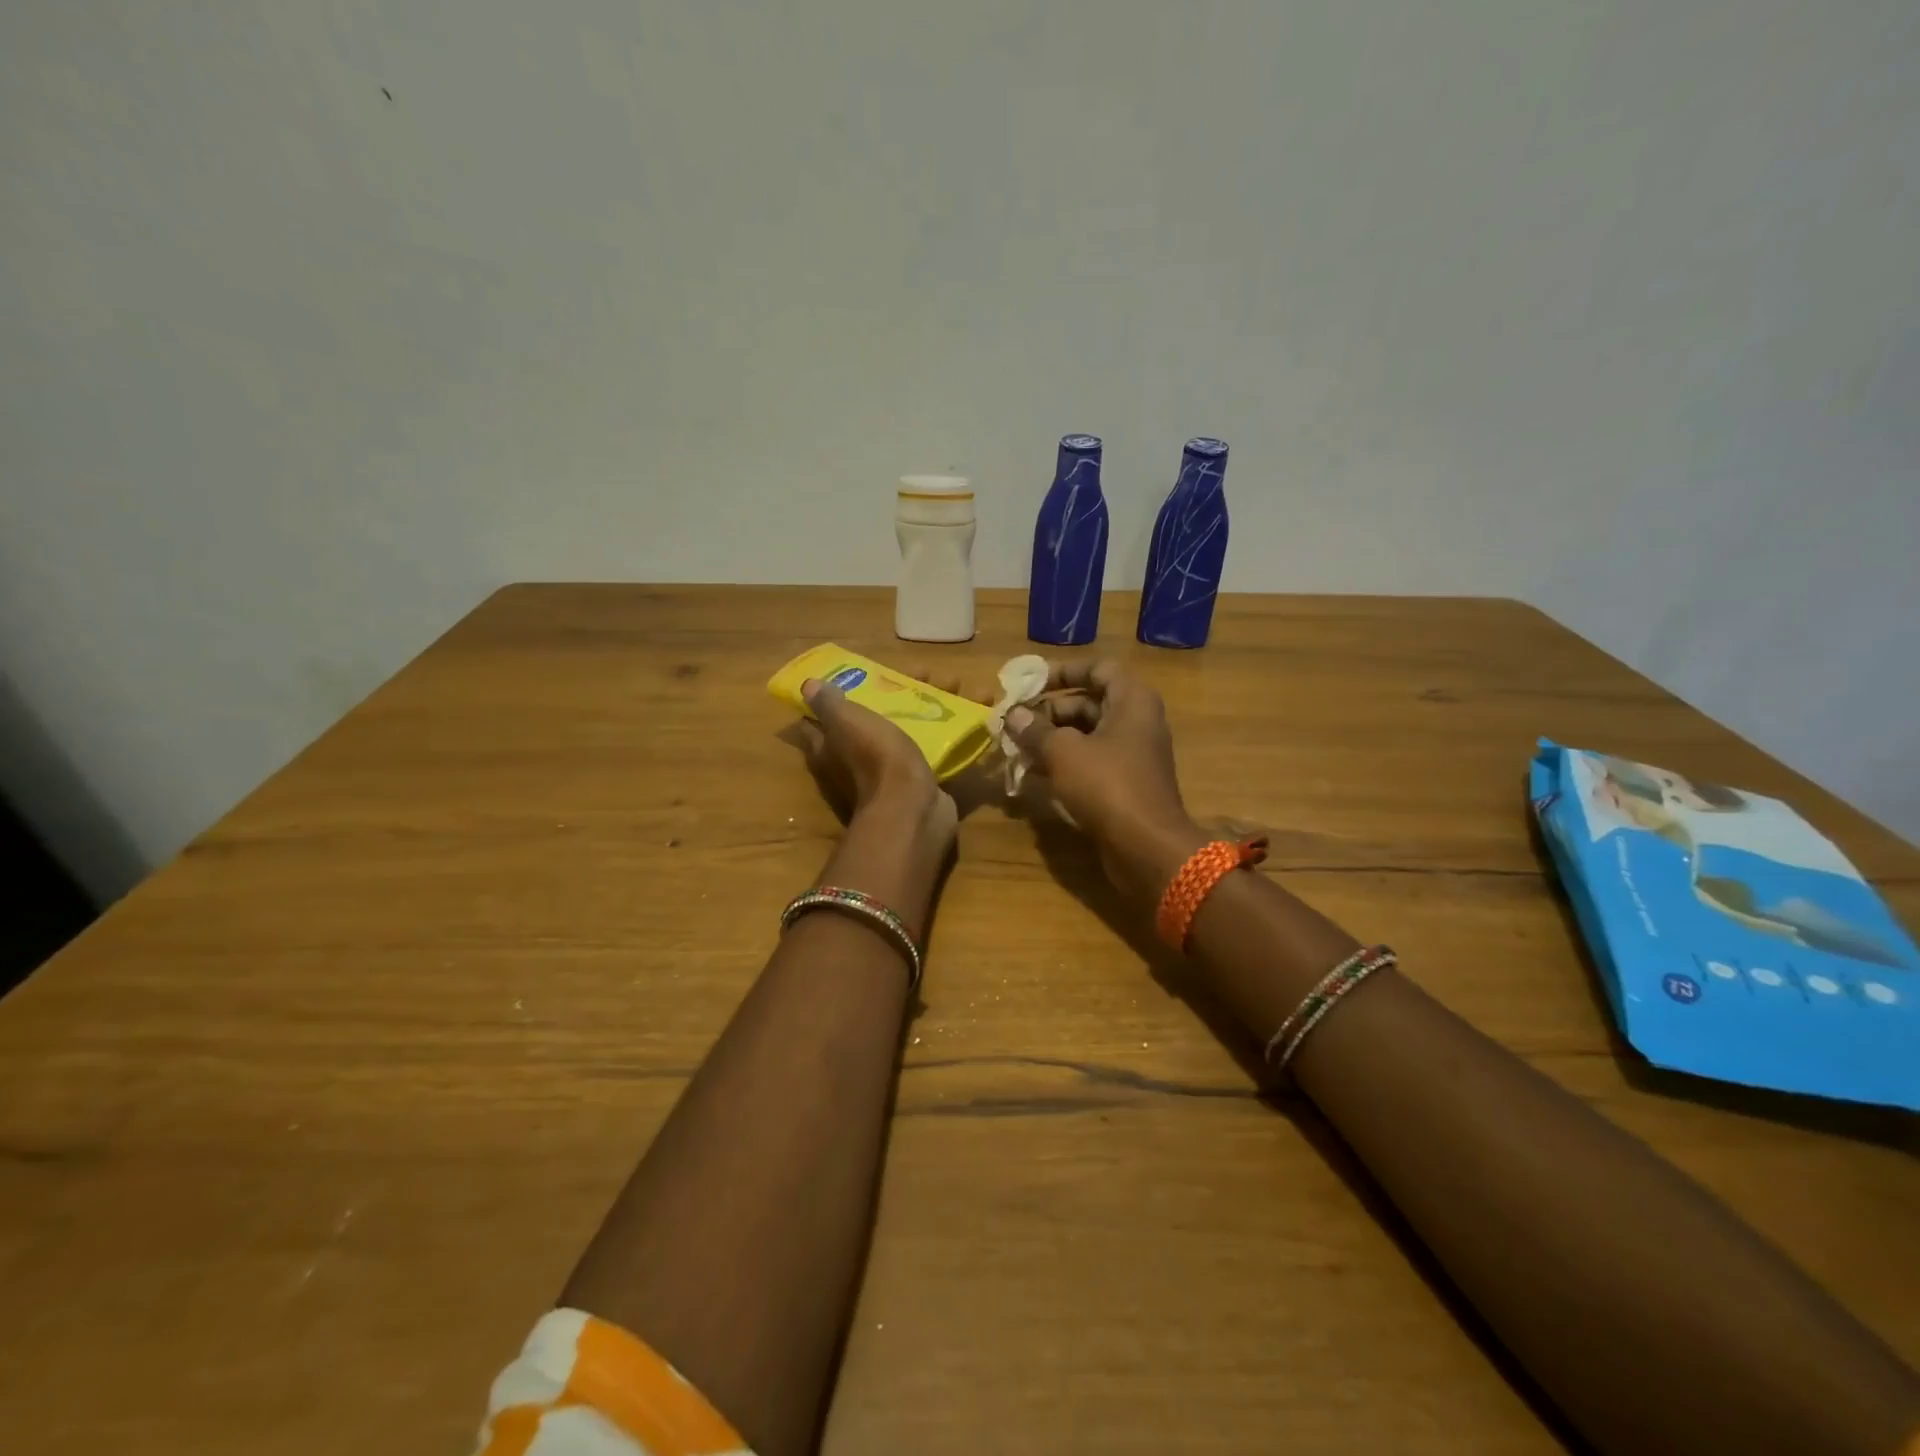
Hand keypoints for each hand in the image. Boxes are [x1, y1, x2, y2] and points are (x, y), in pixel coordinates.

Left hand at [794, 675, 958, 848]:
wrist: (911, 809)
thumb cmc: (875, 760)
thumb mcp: (847, 723)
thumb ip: (828, 704)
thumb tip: (808, 686)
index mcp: (833, 748)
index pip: (821, 720)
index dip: (833, 696)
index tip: (852, 675)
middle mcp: (856, 762)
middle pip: (875, 720)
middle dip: (897, 693)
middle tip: (922, 672)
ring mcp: (891, 775)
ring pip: (910, 731)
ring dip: (932, 707)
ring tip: (957, 683)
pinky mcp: (921, 782)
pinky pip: (937, 748)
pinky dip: (956, 731)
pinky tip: (975, 710)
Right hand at [1005, 661, 1203, 894]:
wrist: (1147, 847)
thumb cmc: (1108, 785)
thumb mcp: (1064, 752)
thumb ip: (1035, 730)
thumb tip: (1012, 715)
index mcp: (1132, 700)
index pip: (1098, 669)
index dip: (1063, 672)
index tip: (1030, 683)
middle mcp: (1136, 721)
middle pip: (1089, 702)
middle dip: (1049, 710)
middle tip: (1014, 721)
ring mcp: (1132, 754)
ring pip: (1087, 735)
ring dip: (1052, 738)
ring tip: (1015, 746)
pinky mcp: (1125, 783)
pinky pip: (1091, 762)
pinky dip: (1064, 762)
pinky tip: (1033, 772)